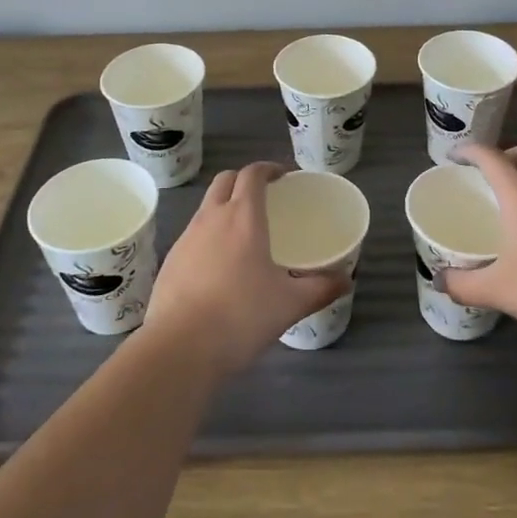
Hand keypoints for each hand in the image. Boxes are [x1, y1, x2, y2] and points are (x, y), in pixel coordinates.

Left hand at [144, 163, 346, 376]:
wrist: (179, 348)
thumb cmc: (240, 316)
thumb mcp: (289, 304)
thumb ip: (320, 288)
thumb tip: (347, 281)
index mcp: (243, 216)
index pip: (252, 174)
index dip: (268, 169)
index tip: (284, 177)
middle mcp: (211, 217)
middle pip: (225, 180)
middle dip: (243, 180)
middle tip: (264, 198)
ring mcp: (186, 238)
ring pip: (206, 207)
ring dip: (224, 207)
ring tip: (243, 234)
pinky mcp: (170, 261)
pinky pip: (193, 235)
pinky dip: (208, 236)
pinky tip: (219, 266)